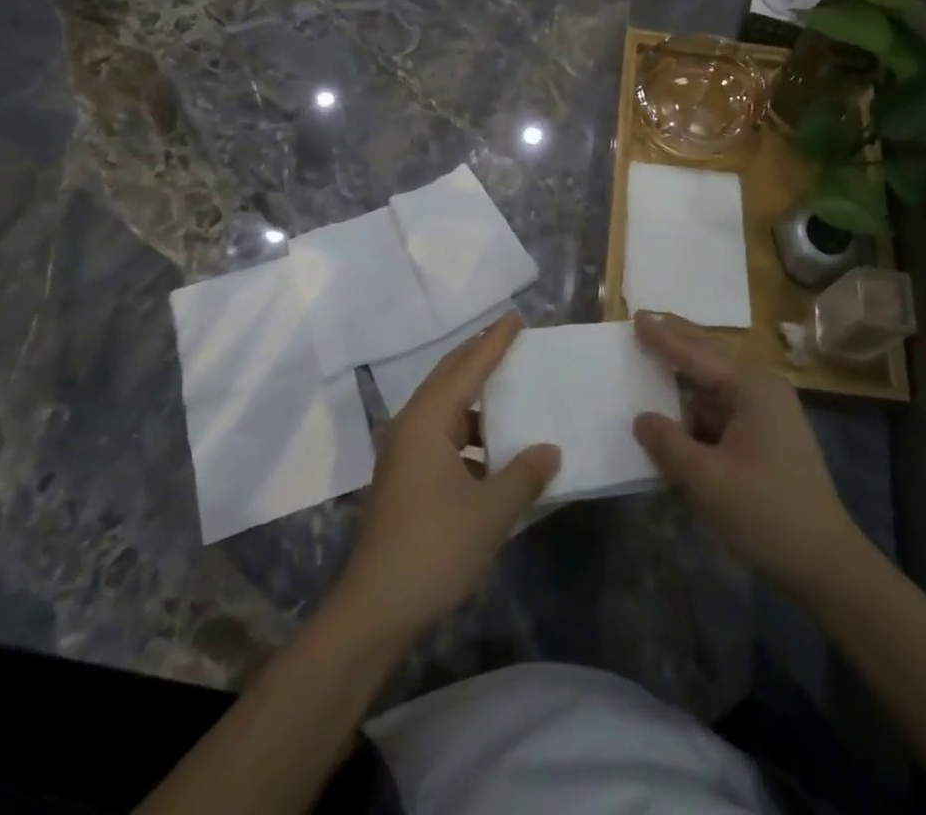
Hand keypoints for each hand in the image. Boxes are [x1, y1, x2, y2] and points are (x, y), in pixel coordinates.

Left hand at [334, 313, 560, 640]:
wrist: (376, 609)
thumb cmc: (434, 549)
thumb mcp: (490, 511)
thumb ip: (524, 474)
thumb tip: (550, 450)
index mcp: (427, 421)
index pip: (467, 368)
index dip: (494, 342)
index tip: (517, 316)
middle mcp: (411, 427)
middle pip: (449, 378)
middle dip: (479, 357)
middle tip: (510, 338)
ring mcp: (404, 454)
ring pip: (445, 409)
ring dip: (475, 399)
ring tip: (509, 392)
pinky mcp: (405, 479)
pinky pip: (442, 436)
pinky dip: (469, 433)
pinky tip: (494, 451)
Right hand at [632, 311, 866, 603]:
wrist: (826, 565)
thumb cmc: (766, 514)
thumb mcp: (707, 480)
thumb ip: (669, 443)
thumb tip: (642, 419)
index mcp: (753, 388)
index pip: (697, 353)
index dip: (663, 337)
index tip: (636, 317)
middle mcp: (762, 389)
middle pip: (710, 357)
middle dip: (677, 342)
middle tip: (643, 321)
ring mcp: (767, 412)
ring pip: (714, 387)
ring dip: (684, 381)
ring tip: (651, 365)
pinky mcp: (766, 436)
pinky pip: (722, 411)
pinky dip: (696, 412)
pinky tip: (675, 418)